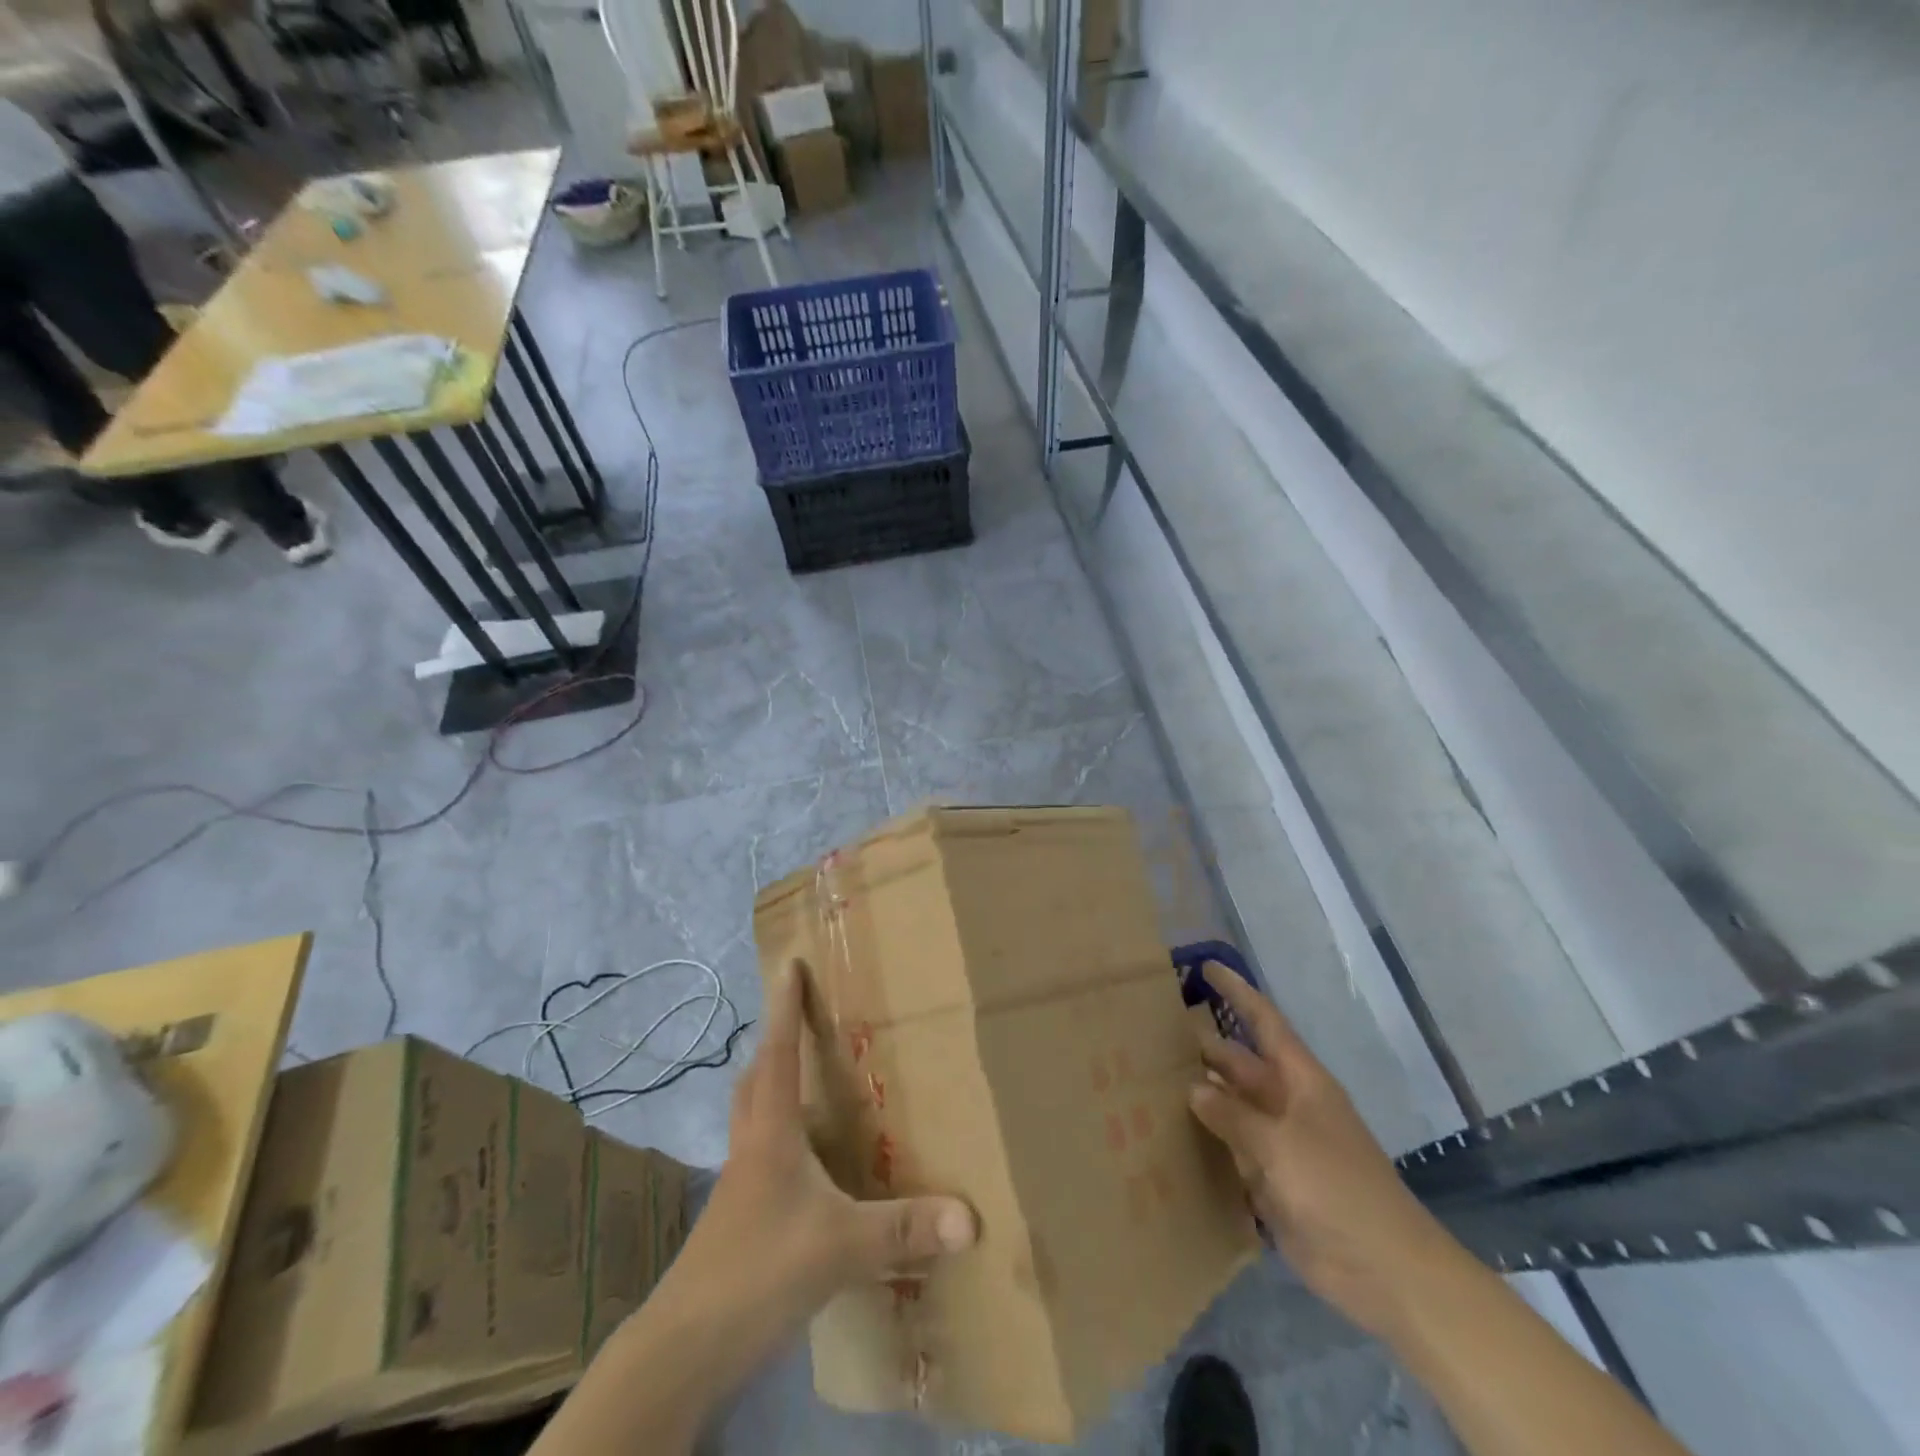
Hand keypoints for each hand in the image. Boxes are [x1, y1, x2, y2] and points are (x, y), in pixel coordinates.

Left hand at [675, 959, 977, 1342]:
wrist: (685, 1345)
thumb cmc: (760, 1270)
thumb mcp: (841, 1247)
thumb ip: (904, 1229)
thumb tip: (971, 1218)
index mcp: (772, 1132)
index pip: (778, 1053)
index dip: (784, 1006)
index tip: (788, 964)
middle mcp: (751, 1146)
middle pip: (756, 1077)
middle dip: (775, 1040)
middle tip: (798, 1016)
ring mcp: (739, 1183)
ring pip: (752, 1113)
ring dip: (771, 1084)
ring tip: (802, 1077)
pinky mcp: (736, 1217)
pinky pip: (758, 1152)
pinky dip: (776, 1133)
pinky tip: (802, 1160)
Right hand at [1187, 961, 1453, 1337]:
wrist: (1383, 1269)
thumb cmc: (1338, 1188)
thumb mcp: (1282, 1143)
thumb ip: (1234, 1115)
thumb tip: (1194, 1088)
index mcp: (1301, 1081)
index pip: (1264, 1022)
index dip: (1237, 992)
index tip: (1206, 967)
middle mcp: (1287, 1104)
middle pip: (1240, 1064)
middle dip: (1205, 1047)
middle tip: (1155, 1032)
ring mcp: (1279, 1144)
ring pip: (1232, 1107)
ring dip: (1201, 1096)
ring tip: (1151, 1080)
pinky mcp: (1271, 1182)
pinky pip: (1231, 1151)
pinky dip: (1206, 1142)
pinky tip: (1170, 1136)